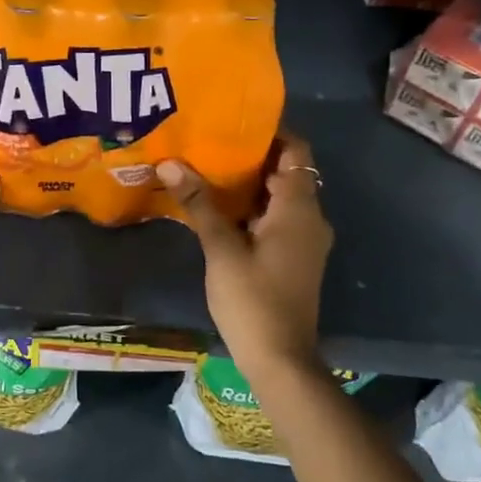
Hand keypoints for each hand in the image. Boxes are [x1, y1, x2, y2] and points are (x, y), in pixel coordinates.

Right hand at [156, 133, 332, 371]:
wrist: (280, 360)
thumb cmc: (253, 300)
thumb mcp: (221, 249)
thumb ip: (199, 204)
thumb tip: (171, 163)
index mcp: (299, 209)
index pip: (295, 151)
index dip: (271, 132)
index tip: (234, 121)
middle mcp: (309, 219)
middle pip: (286, 172)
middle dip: (251, 155)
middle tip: (209, 141)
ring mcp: (303, 241)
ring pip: (279, 197)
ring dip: (249, 183)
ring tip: (207, 167)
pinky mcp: (293, 258)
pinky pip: (275, 218)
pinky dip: (252, 207)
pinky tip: (217, 208)